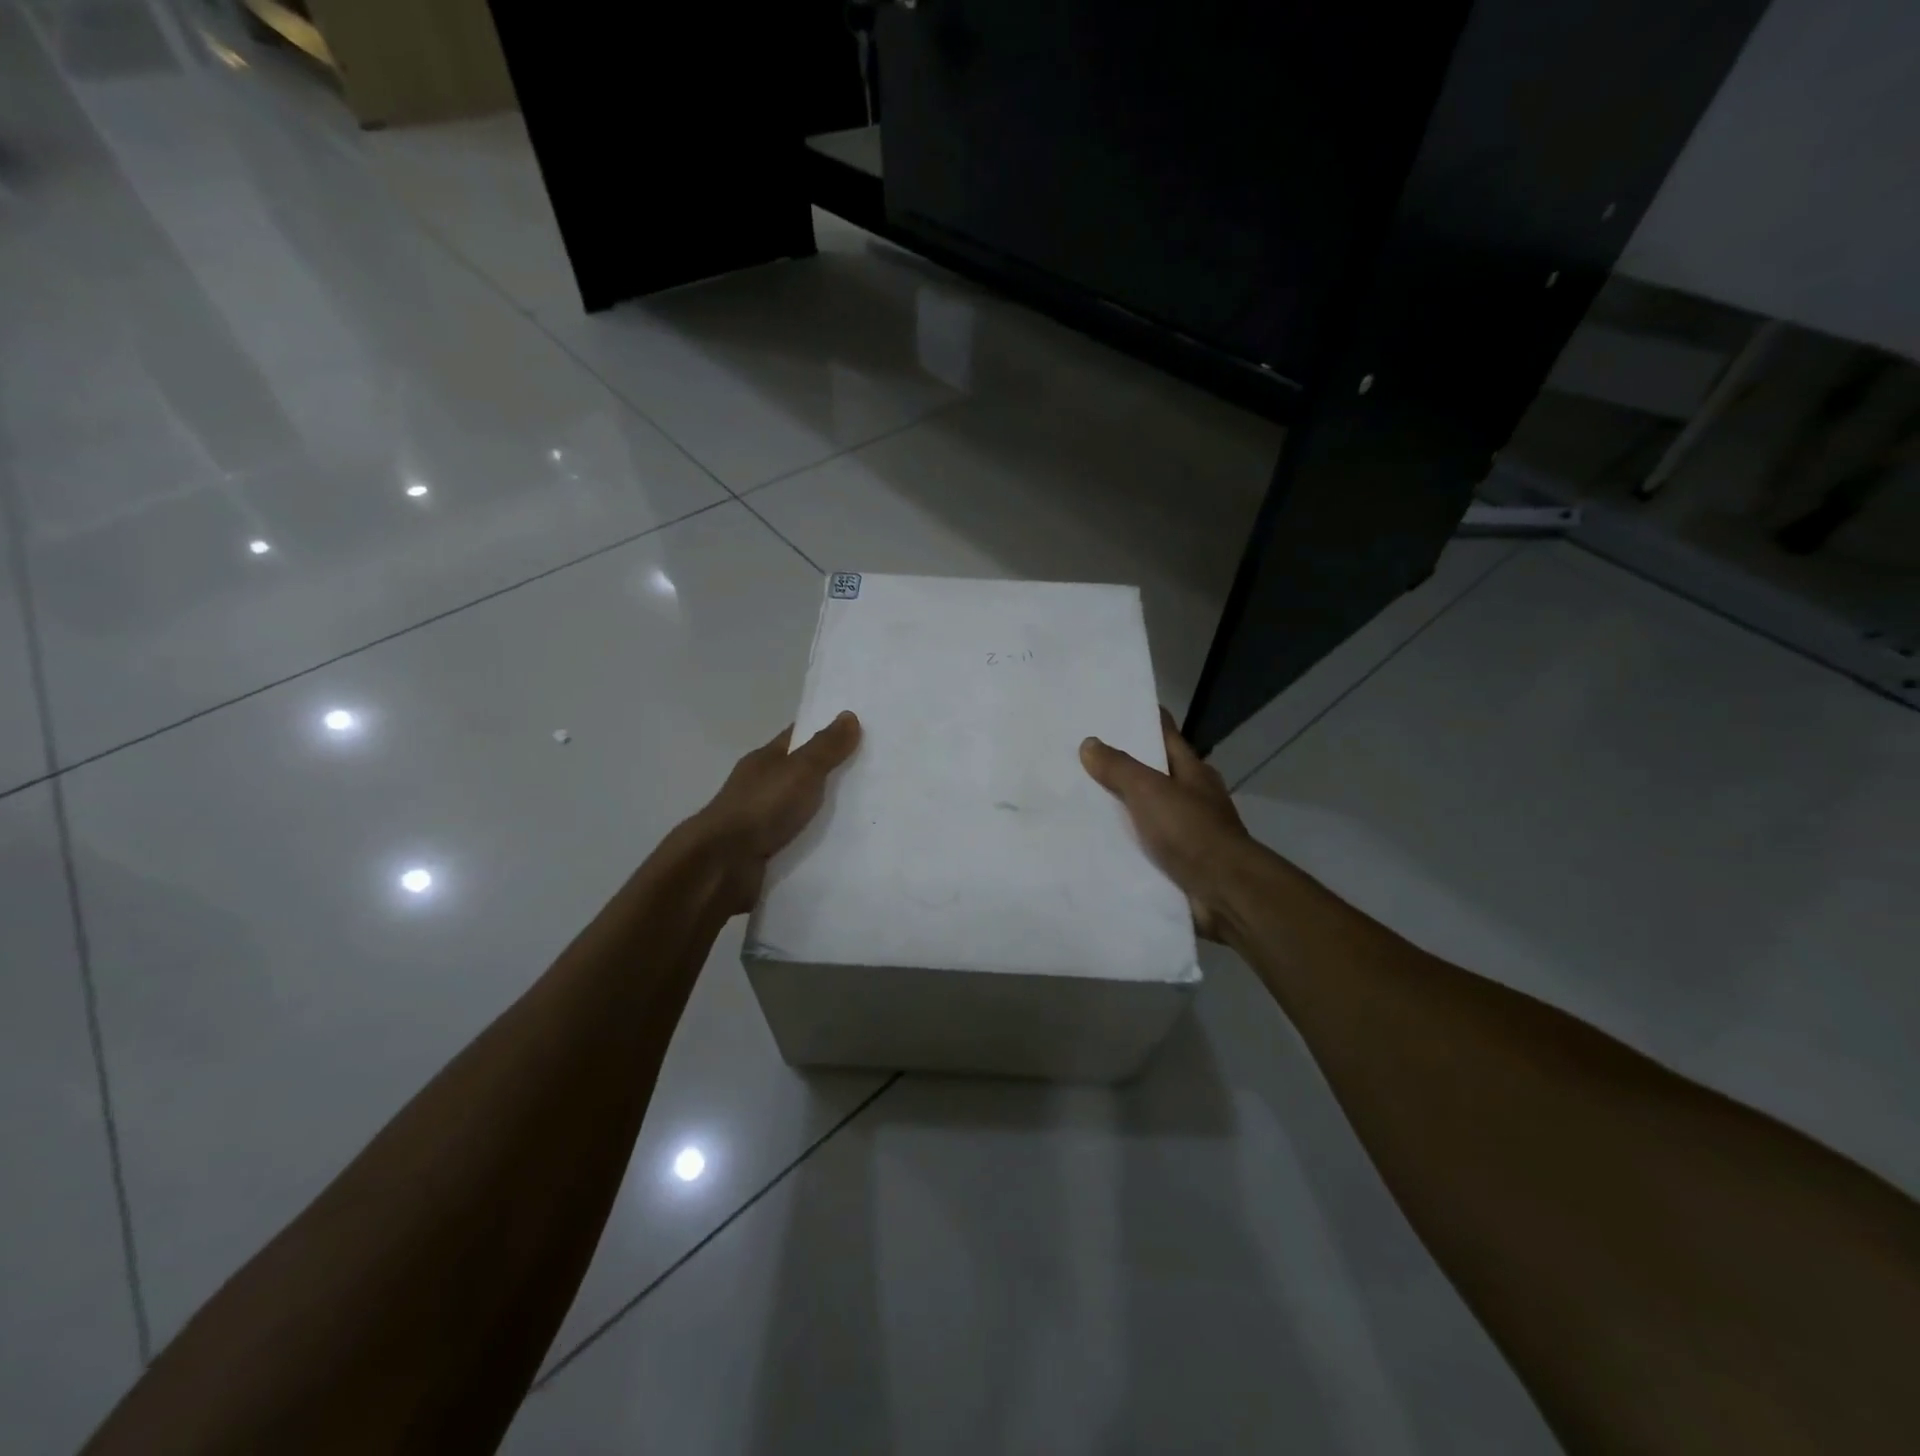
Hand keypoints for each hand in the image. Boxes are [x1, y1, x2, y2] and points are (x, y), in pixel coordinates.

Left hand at [682, 712, 861, 913]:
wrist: (723, 865)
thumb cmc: (761, 807)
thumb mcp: (800, 771)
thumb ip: (826, 747)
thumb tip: (849, 715)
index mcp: (766, 760)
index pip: (799, 737)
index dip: (826, 730)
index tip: (860, 730)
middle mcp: (763, 786)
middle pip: (803, 772)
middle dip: (834, 772)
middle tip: (876, 773)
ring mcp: (763, 819)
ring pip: (803, 808)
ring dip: (829, 810)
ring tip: (870, 811)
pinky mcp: (768, 850)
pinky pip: (802, 838)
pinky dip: (819, 839)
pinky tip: (847, 842)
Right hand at [1080, 708, 1254, 940]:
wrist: (1223, 892)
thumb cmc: (1190, 831)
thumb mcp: (1150, 791)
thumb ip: (1119, 768)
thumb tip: (1089, 743)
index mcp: (1192, 771)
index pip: (1164, 734)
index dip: (1141, 719)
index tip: (1109, 710)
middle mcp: (1191, 796)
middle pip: (1152, 772)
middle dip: (1120, 764)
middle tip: (1077, 755)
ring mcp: (1185, 831)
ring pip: (1144, 810)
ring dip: (1118, 807)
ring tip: (1075, 798)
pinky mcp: (1176, 862)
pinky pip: (1142, 844)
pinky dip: (1122, 842)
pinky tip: (1092, 841)